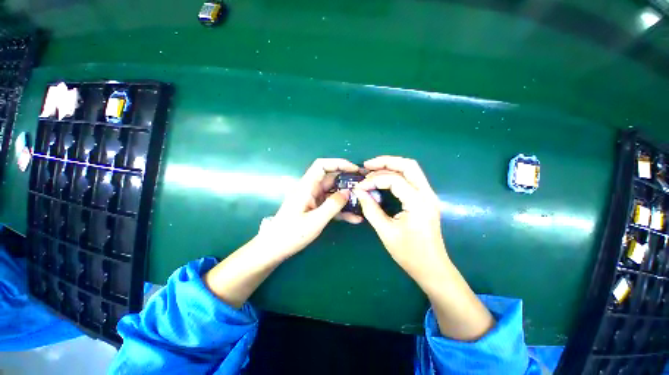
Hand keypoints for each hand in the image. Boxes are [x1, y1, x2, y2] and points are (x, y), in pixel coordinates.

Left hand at [205, 158, 360, 307]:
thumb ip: (333, 205)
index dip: (338, 163)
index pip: (322, 165)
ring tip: (364, 202)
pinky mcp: (316, 209)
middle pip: (332, 179)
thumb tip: (349, 192)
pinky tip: (355, 218)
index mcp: (307, 187)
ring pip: (334, 193)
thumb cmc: (291, 234)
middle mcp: (311, 190)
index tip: (354, 169)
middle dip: (348, 181)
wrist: (275, 249)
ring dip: (348, 197)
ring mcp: (314, 200)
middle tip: (365, 186)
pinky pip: (332, 205)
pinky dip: (343, 210)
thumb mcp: (315, 221)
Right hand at [354, 156, 494, 340]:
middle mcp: (427, 194)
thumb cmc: (409, 254)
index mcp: (418, 203)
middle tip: (367, 166)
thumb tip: (359, 191)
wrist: (432, 268)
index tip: (359, 187)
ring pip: (411, 169)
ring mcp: (428, 195)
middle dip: (386, 162)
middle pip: (408, 165)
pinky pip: (411, 179)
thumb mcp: (385, 231)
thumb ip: (370, 209)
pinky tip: (383, 179)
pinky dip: (396, 175)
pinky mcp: (425, 199)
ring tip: (372, 170)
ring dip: (391, 166)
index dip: (374, 180)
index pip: (394, 180)